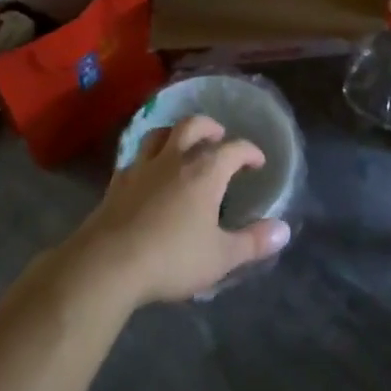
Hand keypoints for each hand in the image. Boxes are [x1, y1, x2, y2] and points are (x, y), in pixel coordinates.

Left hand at [64, 115, 290, 308]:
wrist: (107, 265)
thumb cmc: (171, 258)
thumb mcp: (221, 257)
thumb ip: (253, 242)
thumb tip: (284, 230)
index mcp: (205, 172)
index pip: (234, 149)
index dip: (249, 151)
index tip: (257, 161)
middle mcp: (175, 159)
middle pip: (193, 125)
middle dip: (210, 127)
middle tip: (219, 137)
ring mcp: (142, 168)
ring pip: (159, 134)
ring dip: (175, 133)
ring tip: (182, 145)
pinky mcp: (117, 183)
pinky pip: (134, 158)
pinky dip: (147, 158)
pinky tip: (147, 172)